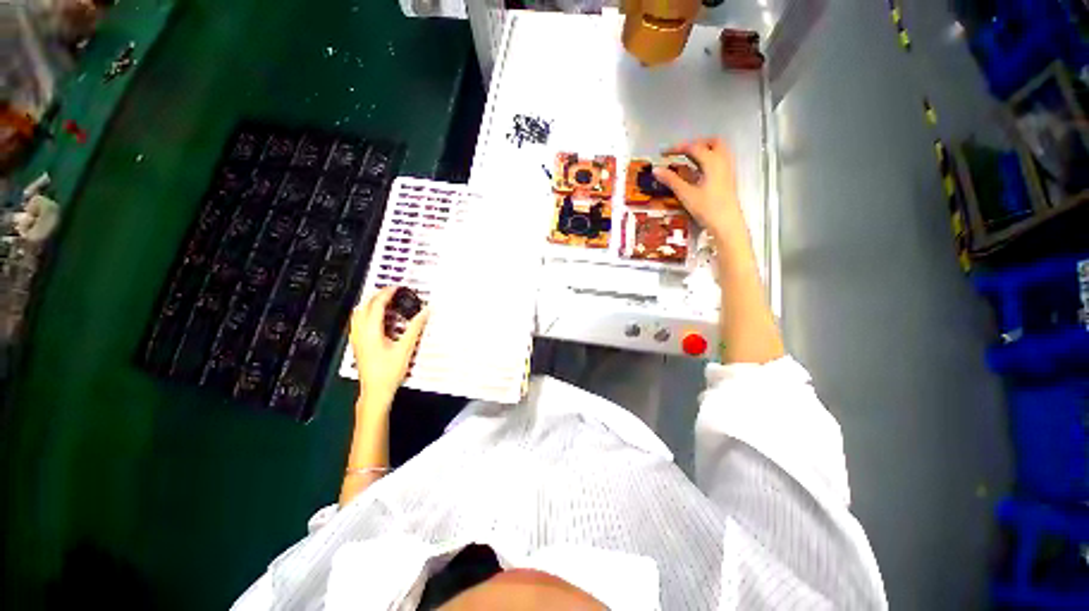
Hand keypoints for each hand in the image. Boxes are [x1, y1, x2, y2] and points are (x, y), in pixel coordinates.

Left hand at [349, 287, 428, 410]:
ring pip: (358, 313)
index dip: (387, 293)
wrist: (375, 391)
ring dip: (371, 303)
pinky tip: (380, 318)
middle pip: (364, 305)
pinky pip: (359, 321)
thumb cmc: (389, 372)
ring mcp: (357, 338)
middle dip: (378, 295)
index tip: (398, 287)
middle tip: (394, 292)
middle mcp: (360, 332)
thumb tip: (425, 311)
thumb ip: (415, 328)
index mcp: (370, 331)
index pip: (376, 304)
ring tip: (387, 301)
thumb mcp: (406, 349)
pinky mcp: (358, 344)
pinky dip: (368, 313)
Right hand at [653, 138, 742, 238]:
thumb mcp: (686, 194)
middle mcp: (722, 161)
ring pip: (718, 151)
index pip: (693, 147)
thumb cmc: (707, 208)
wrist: (726, 223)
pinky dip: (707, 161)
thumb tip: (656, 170)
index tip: (664, 153)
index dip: (677, 148)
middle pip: (712, 143)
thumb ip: (671, 180)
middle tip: (681, 151)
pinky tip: (697, 173)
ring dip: (703, 151)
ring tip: (688, 160)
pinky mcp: (727, 179)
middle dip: (695, 144)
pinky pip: (719, 162)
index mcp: (712, 162)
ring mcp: (727, 170)